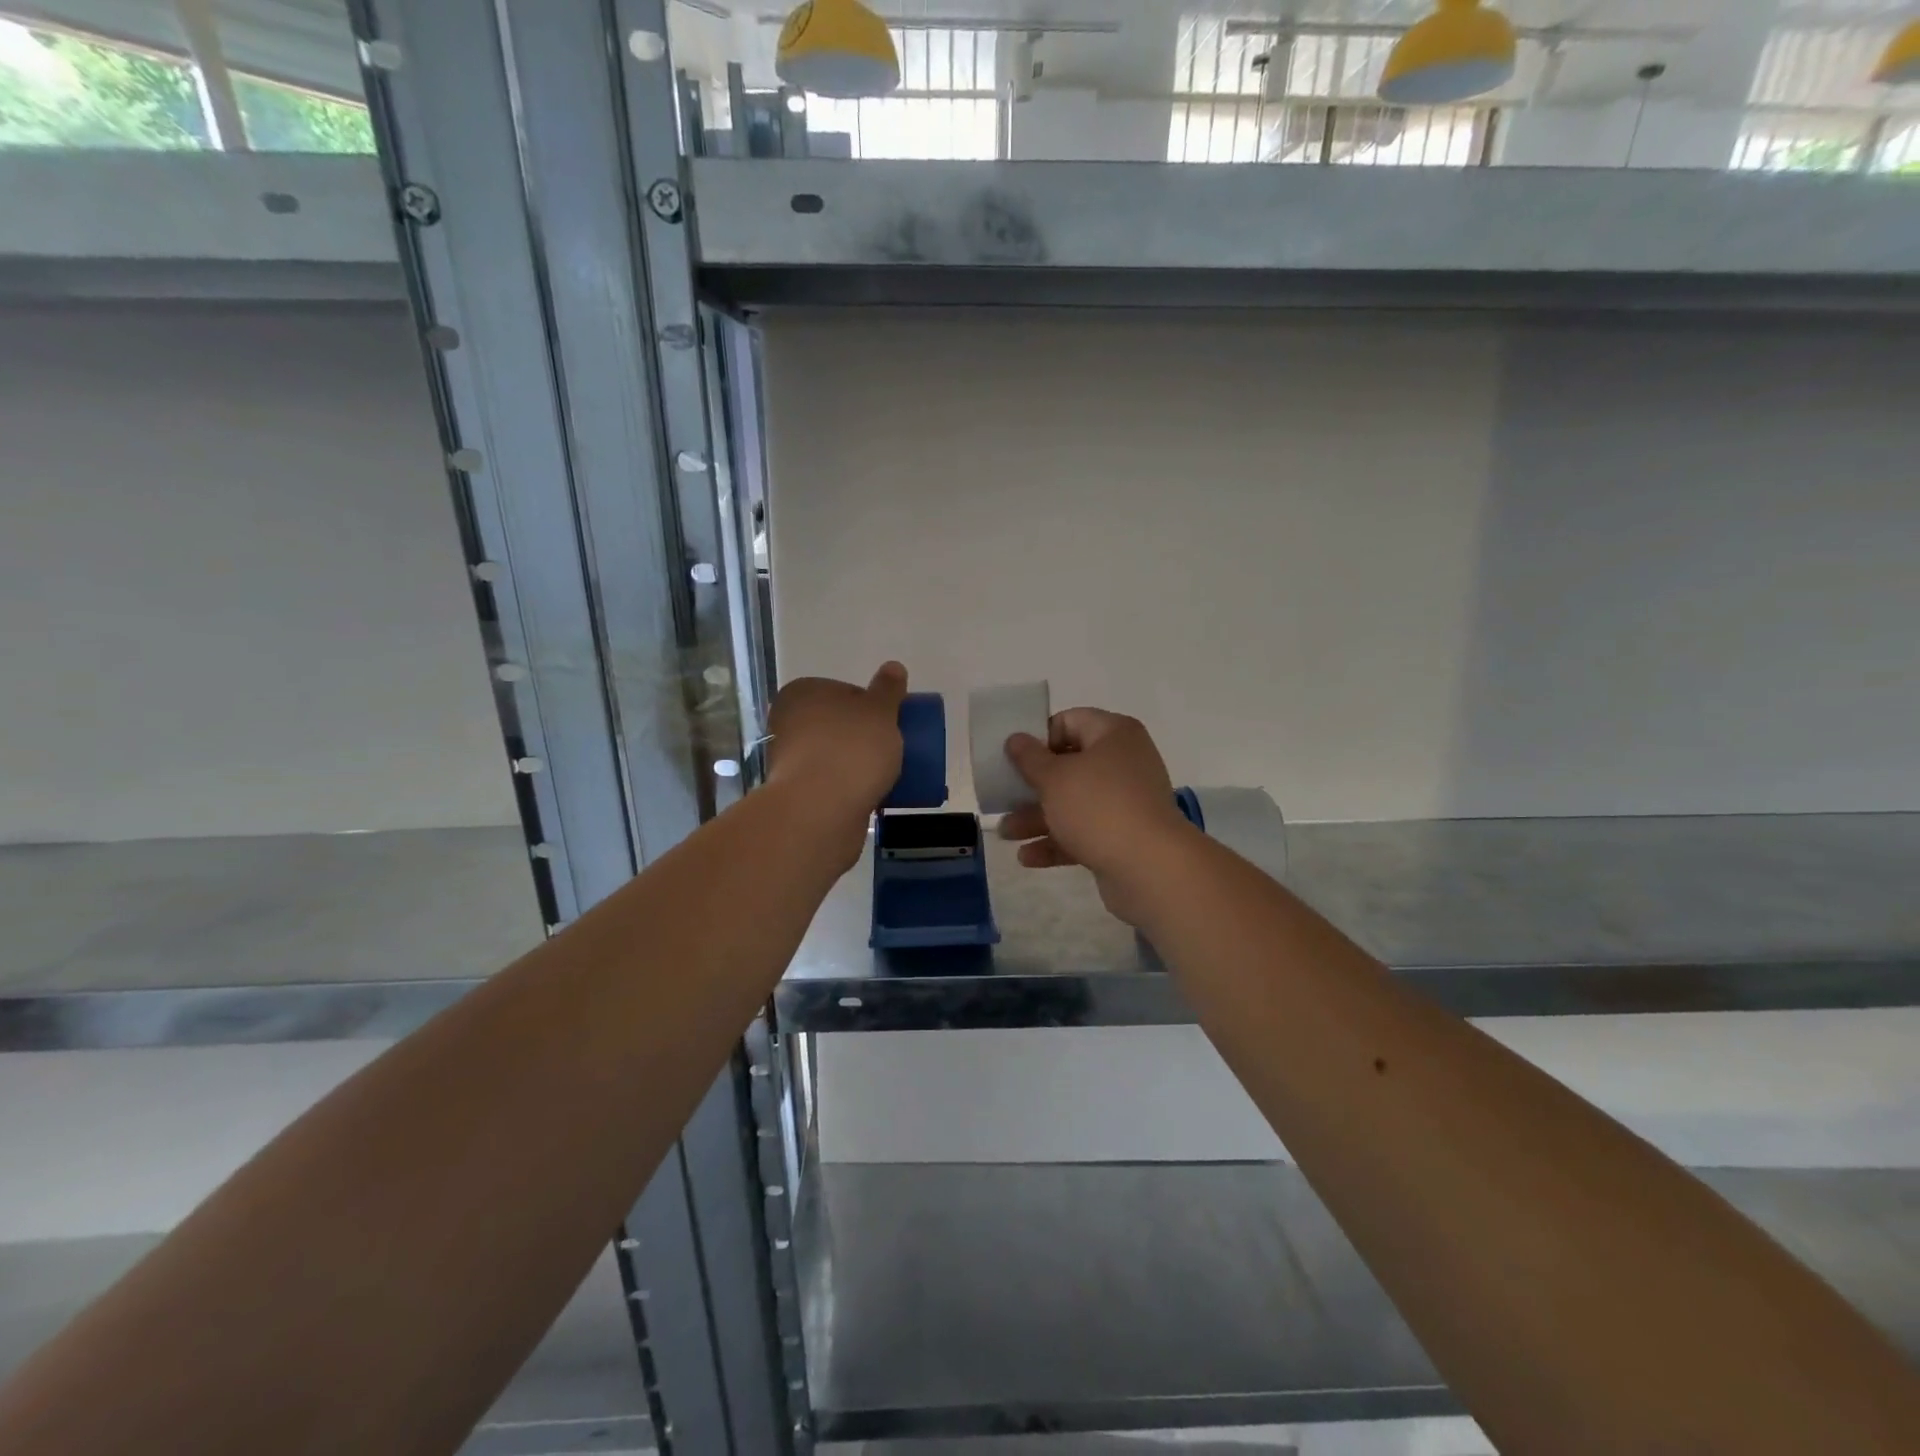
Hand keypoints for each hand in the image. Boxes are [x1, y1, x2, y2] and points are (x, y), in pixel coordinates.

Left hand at [765, 663, 907, 863]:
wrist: (821, 812)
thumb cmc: (852, 750)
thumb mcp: (880, 712)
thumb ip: (888, 689)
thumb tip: (893, 666)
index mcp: (802, 693)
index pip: (843, 691)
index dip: (870, 706)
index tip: (890, 723)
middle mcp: (788, 722)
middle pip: (837, 725)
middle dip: (862, 737)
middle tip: (891, 750)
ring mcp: (788, 760)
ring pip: (834, 755)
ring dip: (855, 764)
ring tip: (885, 776)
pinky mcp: (796, 794)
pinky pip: (831, 784)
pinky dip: (848, 788)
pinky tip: (869, 796)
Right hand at [997, 708, 1197, 924]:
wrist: (1150, 868)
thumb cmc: (1098, 807)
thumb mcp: (1054, 778)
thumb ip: (1029, 758)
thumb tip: (1016, 738)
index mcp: (1114, 735)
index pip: (1070, 721)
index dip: (1039, 738)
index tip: (1015, 759)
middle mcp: (1124, 762)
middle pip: (1069, 766)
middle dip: (1033, 785)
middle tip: (1003, 797)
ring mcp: (1126, 802)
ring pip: (1074, 803)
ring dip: (1038, 817)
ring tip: (1006, 834)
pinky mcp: (1124, 836)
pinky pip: (1084, 832)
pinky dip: (1057, 841)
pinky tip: (1027, 858)